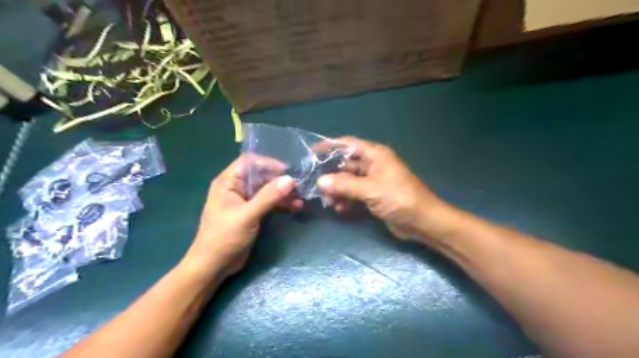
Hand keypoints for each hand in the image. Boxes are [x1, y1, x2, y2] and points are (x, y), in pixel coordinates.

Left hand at [182, 155, 296, 278]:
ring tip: (300, 199)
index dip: (268, 163)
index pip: (249, 162)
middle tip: (299, 187)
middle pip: (261, 175)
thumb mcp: (247, 215)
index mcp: (228, 182)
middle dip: (280, 180)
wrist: (214, 265)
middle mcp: (236, 187)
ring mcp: (245, 200)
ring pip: (267, 189)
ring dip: (283, 193)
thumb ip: (268, 197)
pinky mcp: (252, 212)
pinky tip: (295, 207)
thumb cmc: (224, 237)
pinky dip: (281, 204)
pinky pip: (269, 202)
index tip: (287, 171)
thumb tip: (290, 179)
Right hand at [317, 137, 444, 239]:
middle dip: (331, 175)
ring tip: (328, 202)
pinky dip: (345, 199)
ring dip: (337, 190)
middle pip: (345, 164)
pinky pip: (353, 194)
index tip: (311, 152)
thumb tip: (320, 182)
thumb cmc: (399, 198)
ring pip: (348, 181)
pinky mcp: (373, 196)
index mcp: (375, 155)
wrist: (422, 221)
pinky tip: (339, 209)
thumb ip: (345, 185)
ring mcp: (372, 181)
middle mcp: (372, 165)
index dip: (330, 146)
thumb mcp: (371, 189)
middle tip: (315, 185)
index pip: (348, 144)